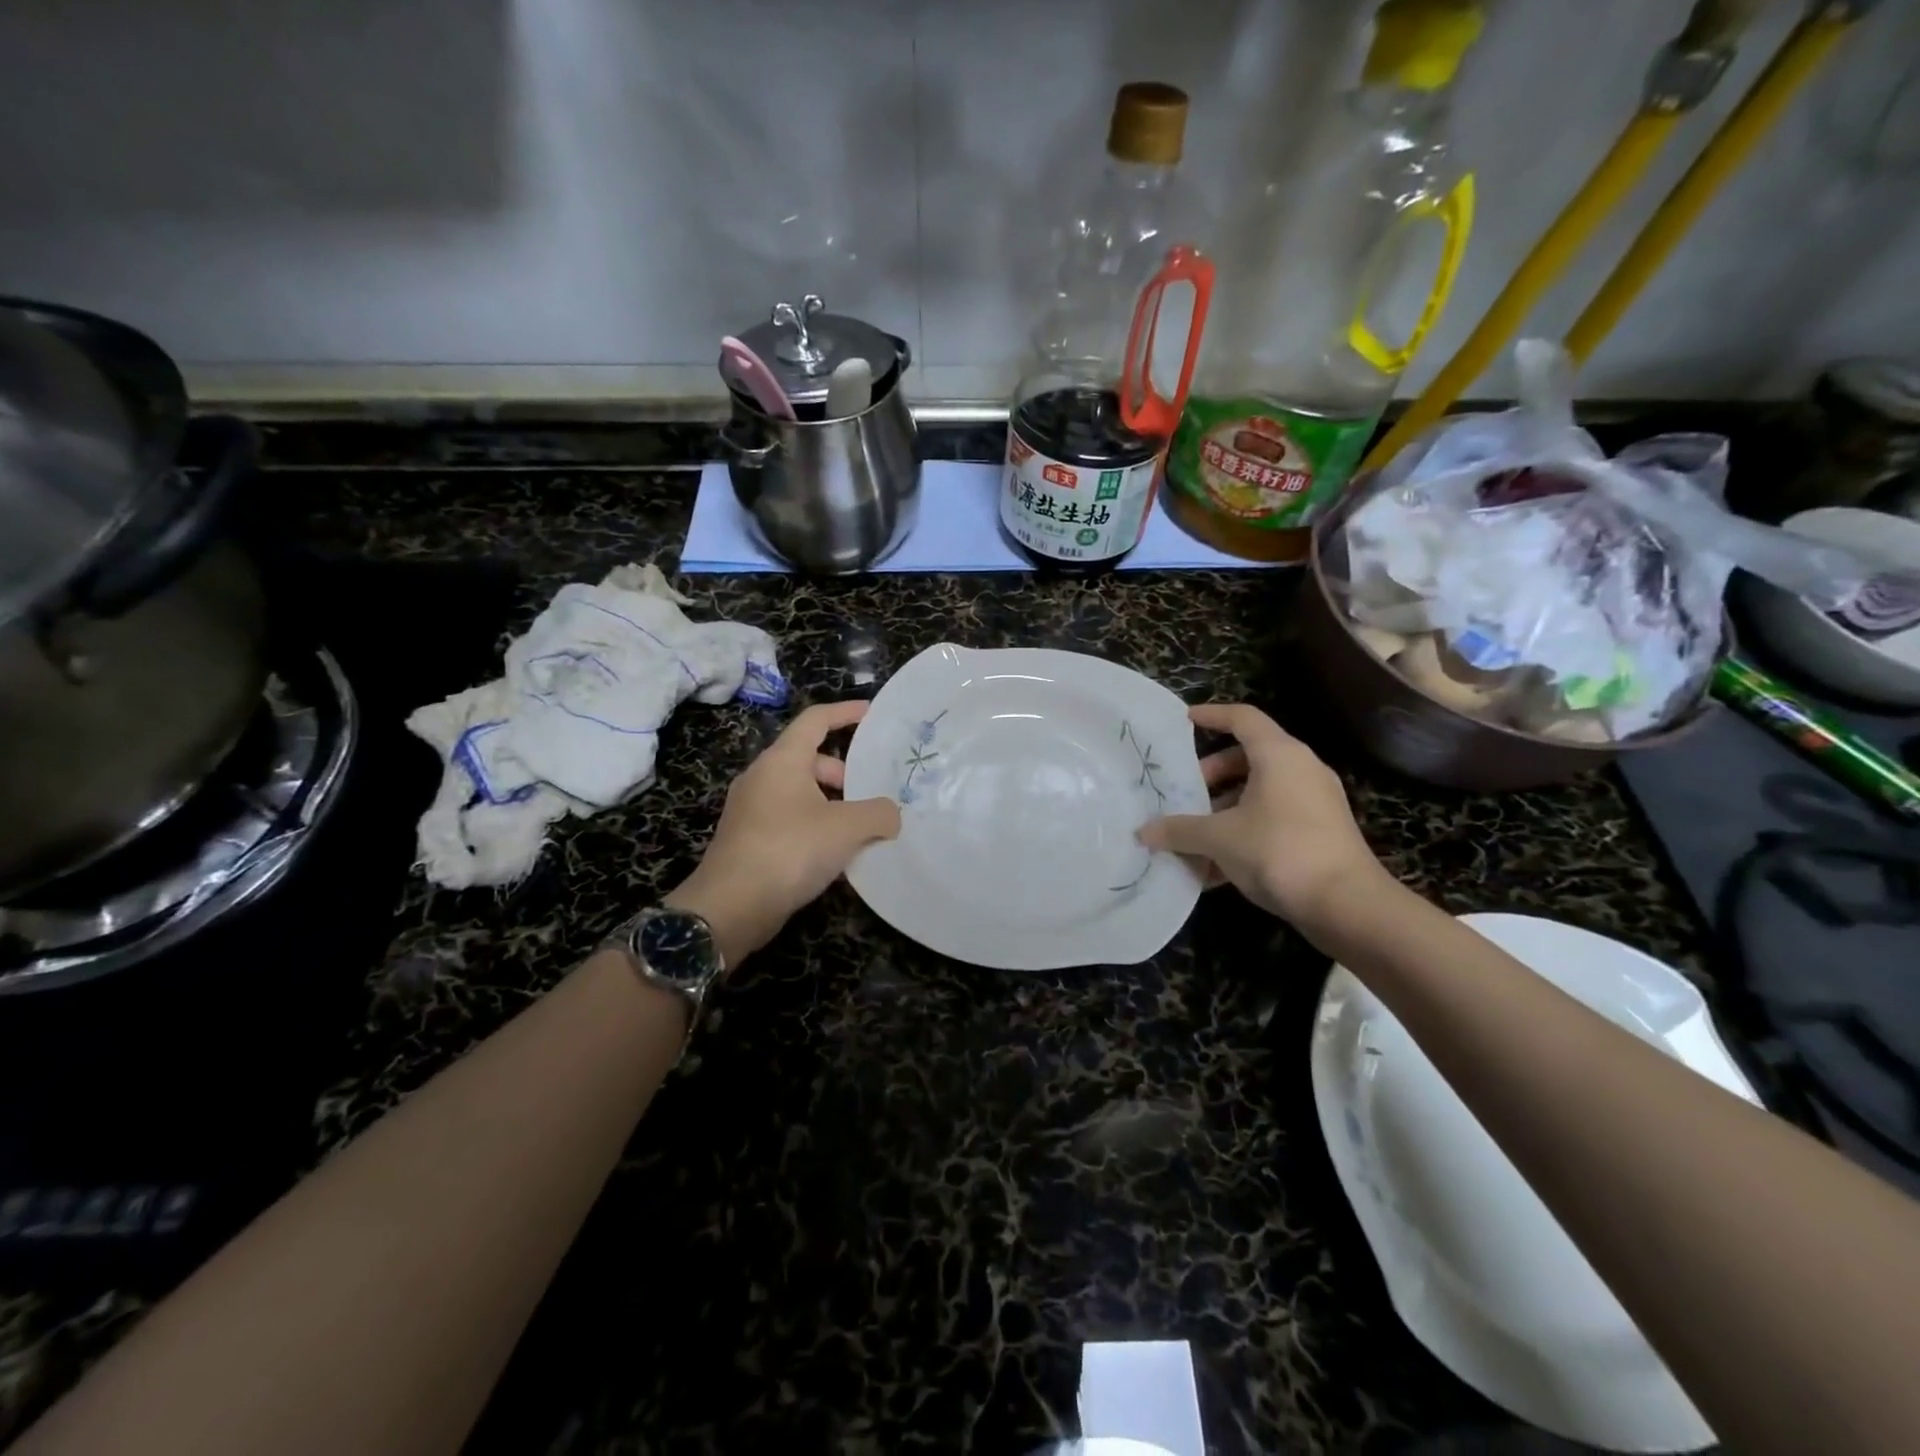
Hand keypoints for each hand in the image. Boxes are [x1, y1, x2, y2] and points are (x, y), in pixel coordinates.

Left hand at [666, 700, 899, 967]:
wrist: (730, 907)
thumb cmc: (789, 850)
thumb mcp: (846, 828)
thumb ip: (879, 813)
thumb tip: (891, 815)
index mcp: (782, 760)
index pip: (816, 720)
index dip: (846, 712)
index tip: (872, 713)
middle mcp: (762, 777)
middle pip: (810, 759)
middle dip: (845, 773)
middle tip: (873, 795)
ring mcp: (751, 809)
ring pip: (801, 793)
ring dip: (833, 804)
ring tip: (861, 829)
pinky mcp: (749, 839)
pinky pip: (790, 819)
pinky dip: (816, 826)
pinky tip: (836, 854)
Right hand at [1139, 703, 1388, 930]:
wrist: (1347, 904)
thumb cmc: (1278, 851)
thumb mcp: (1218, 839)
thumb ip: (1179, 830)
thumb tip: (1144, 831)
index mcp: (1279, 755)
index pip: (1243, 718)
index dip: (1211, 716)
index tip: (1184, 721)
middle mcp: (1301, 769)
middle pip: (1248, 757)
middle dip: (1211, 775)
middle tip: (1184, 794)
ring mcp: (1315, 802)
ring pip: (1260, 792)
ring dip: (1224, 809)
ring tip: (1194, 835)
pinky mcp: (1321, 832)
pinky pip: (1273, 818)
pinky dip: (1244, 831)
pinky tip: (1216, 868)